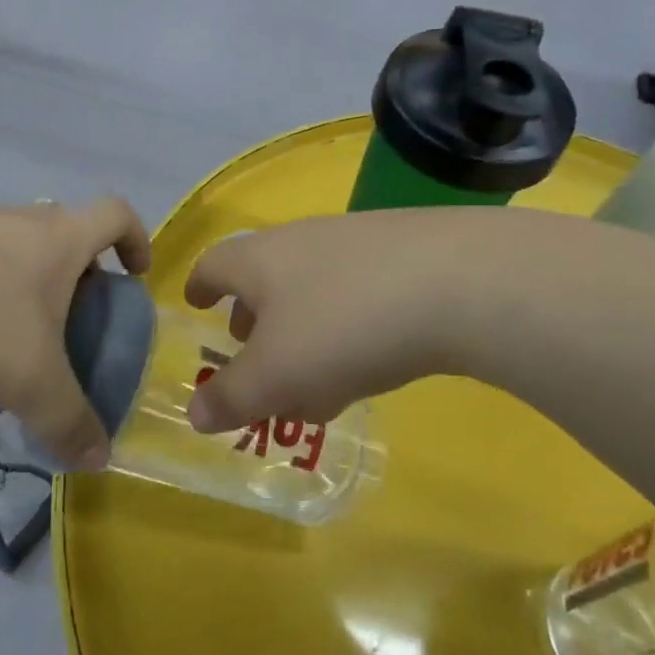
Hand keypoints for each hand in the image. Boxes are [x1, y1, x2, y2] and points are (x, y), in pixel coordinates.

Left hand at [0, 199, 150, 468]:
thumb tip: (99, 459)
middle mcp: (21, 221)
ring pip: (20, 253)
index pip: (117, 214)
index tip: (134, 278)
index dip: (136, 240)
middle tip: (77, 326)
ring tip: (19, 346)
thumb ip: (70, 422)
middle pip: (68, 236)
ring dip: (32, 291)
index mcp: (60, 237)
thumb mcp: (32, 381)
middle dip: (82, 278)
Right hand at [181, 210, 477, 432]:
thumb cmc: (344, 326)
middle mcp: (302, 241)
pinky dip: (346, 331)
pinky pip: (357, 296)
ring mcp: (356, 244)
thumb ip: (231, 397)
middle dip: (253, 320)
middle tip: (252, 356)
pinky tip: (370, 366)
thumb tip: (195, 414)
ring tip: (313, 384)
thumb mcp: (276, 375)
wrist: (460, 282)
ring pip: (312, 292)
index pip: (213, 265)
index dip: (199, 288)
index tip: (195, 305)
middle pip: (263, 279)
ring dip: (302, 335)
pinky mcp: (405, 256)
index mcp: (259, 259)